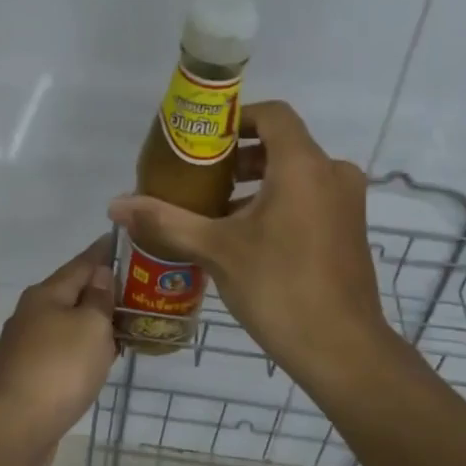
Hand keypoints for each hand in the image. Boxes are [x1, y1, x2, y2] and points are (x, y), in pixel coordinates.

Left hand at [0, 236, 117, 465]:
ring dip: (92, 322)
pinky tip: (98, 359)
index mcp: (46, 295)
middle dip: (99, 290)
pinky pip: (62, 352)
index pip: (81, 264)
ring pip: (66, 325)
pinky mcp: (28, 376)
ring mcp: (26, 347)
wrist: (15, 427)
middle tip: (134, 288)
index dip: (102, 252)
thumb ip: (98, 299)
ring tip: (123, 323)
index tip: (120, 239)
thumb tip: (99, 275)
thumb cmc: (59, 368)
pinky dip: (82, 349)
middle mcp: (31, 314)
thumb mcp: (90, 326)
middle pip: (71, 294)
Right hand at [108, 102, 397, 385]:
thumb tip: (116, 205)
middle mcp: (332, 174)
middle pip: (282, 145)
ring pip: (295, 174)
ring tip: (214, 210)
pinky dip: (278, 203)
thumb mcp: (216, 250)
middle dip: (238, 157)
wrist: (342, 350)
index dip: (236, 118)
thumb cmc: (279, 288)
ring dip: (256, 184)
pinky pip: (309, 198)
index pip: (272, 114)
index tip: (202, 141)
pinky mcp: (349, 229)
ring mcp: (346, 203)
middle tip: (199, 178)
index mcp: (303, 166)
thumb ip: (166, 220)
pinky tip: (245, 238)